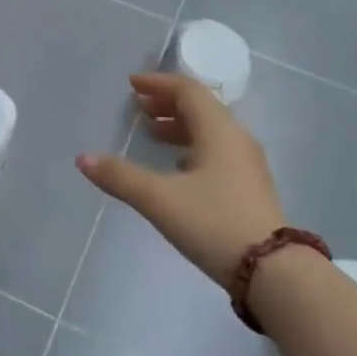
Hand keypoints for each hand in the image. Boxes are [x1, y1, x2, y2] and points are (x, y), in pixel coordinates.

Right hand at [76, 73, 286, 288]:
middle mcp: (236, 139)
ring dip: (179, 126)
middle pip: (201, 108)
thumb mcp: (159, 199)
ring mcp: (246, 165)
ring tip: (152, 132)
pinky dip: (192, 148)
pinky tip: (177, 167)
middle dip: (167, 103)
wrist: (274, 271)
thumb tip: (83, 158)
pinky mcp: (249, 187)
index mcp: (219, 131)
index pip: (188, 91)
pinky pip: (216, 152)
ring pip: (210, 132)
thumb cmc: (214, 223)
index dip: (158, 84)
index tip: (132, 85)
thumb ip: (120, 177)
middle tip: (138, 106)